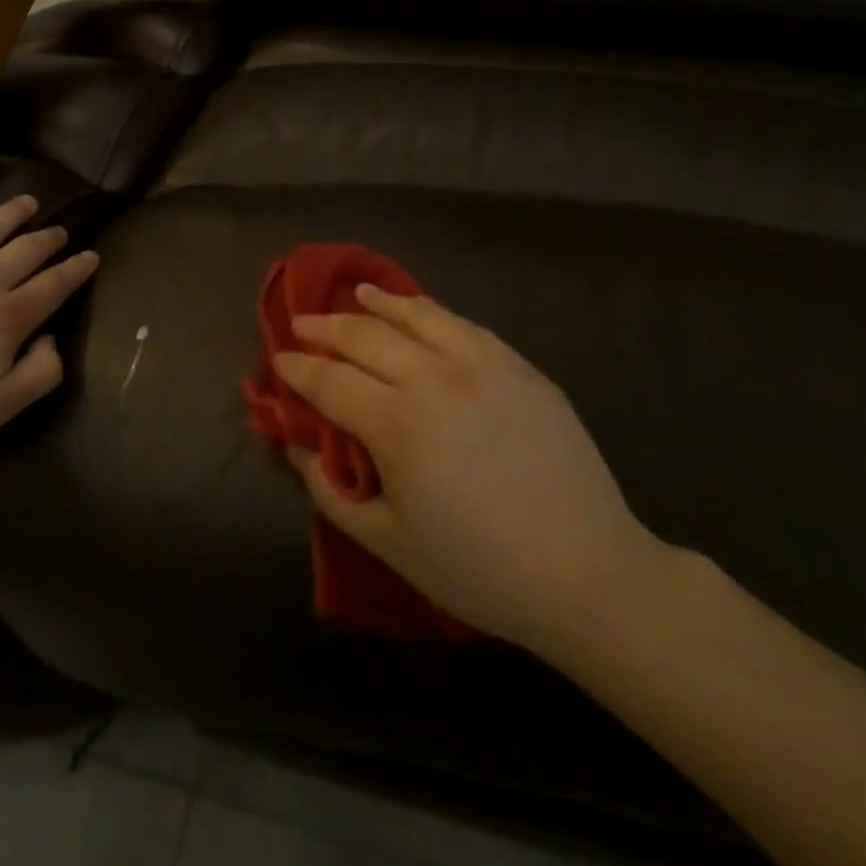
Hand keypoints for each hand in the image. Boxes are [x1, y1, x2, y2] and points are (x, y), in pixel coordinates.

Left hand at [0, 195, 97, 460]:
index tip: (91, 255)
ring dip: (11, 213)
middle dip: (49, 238)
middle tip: (61, 230)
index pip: (55, 284)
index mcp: (7, 315)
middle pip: (26, 249)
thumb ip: (40, 373)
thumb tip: (51, 338)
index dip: (77, 269)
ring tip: (26, 202)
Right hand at [277, 287, 667, 653]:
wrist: (587, 572)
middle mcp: (433, 378)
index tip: (278, 360)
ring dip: (376, 303)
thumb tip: (299, 447)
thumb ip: (332, 491)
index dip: (297, 369)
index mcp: (396, 423)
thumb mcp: (389, 542)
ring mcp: (481, 365)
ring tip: (355, 294)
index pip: (329, 381)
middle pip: (364, 337)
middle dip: (324, 328)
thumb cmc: (479, 568)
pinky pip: (463, 324)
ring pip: (416, 315)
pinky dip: (429, 310)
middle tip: (302, 324)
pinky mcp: (518, 367)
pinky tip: (418, 309)